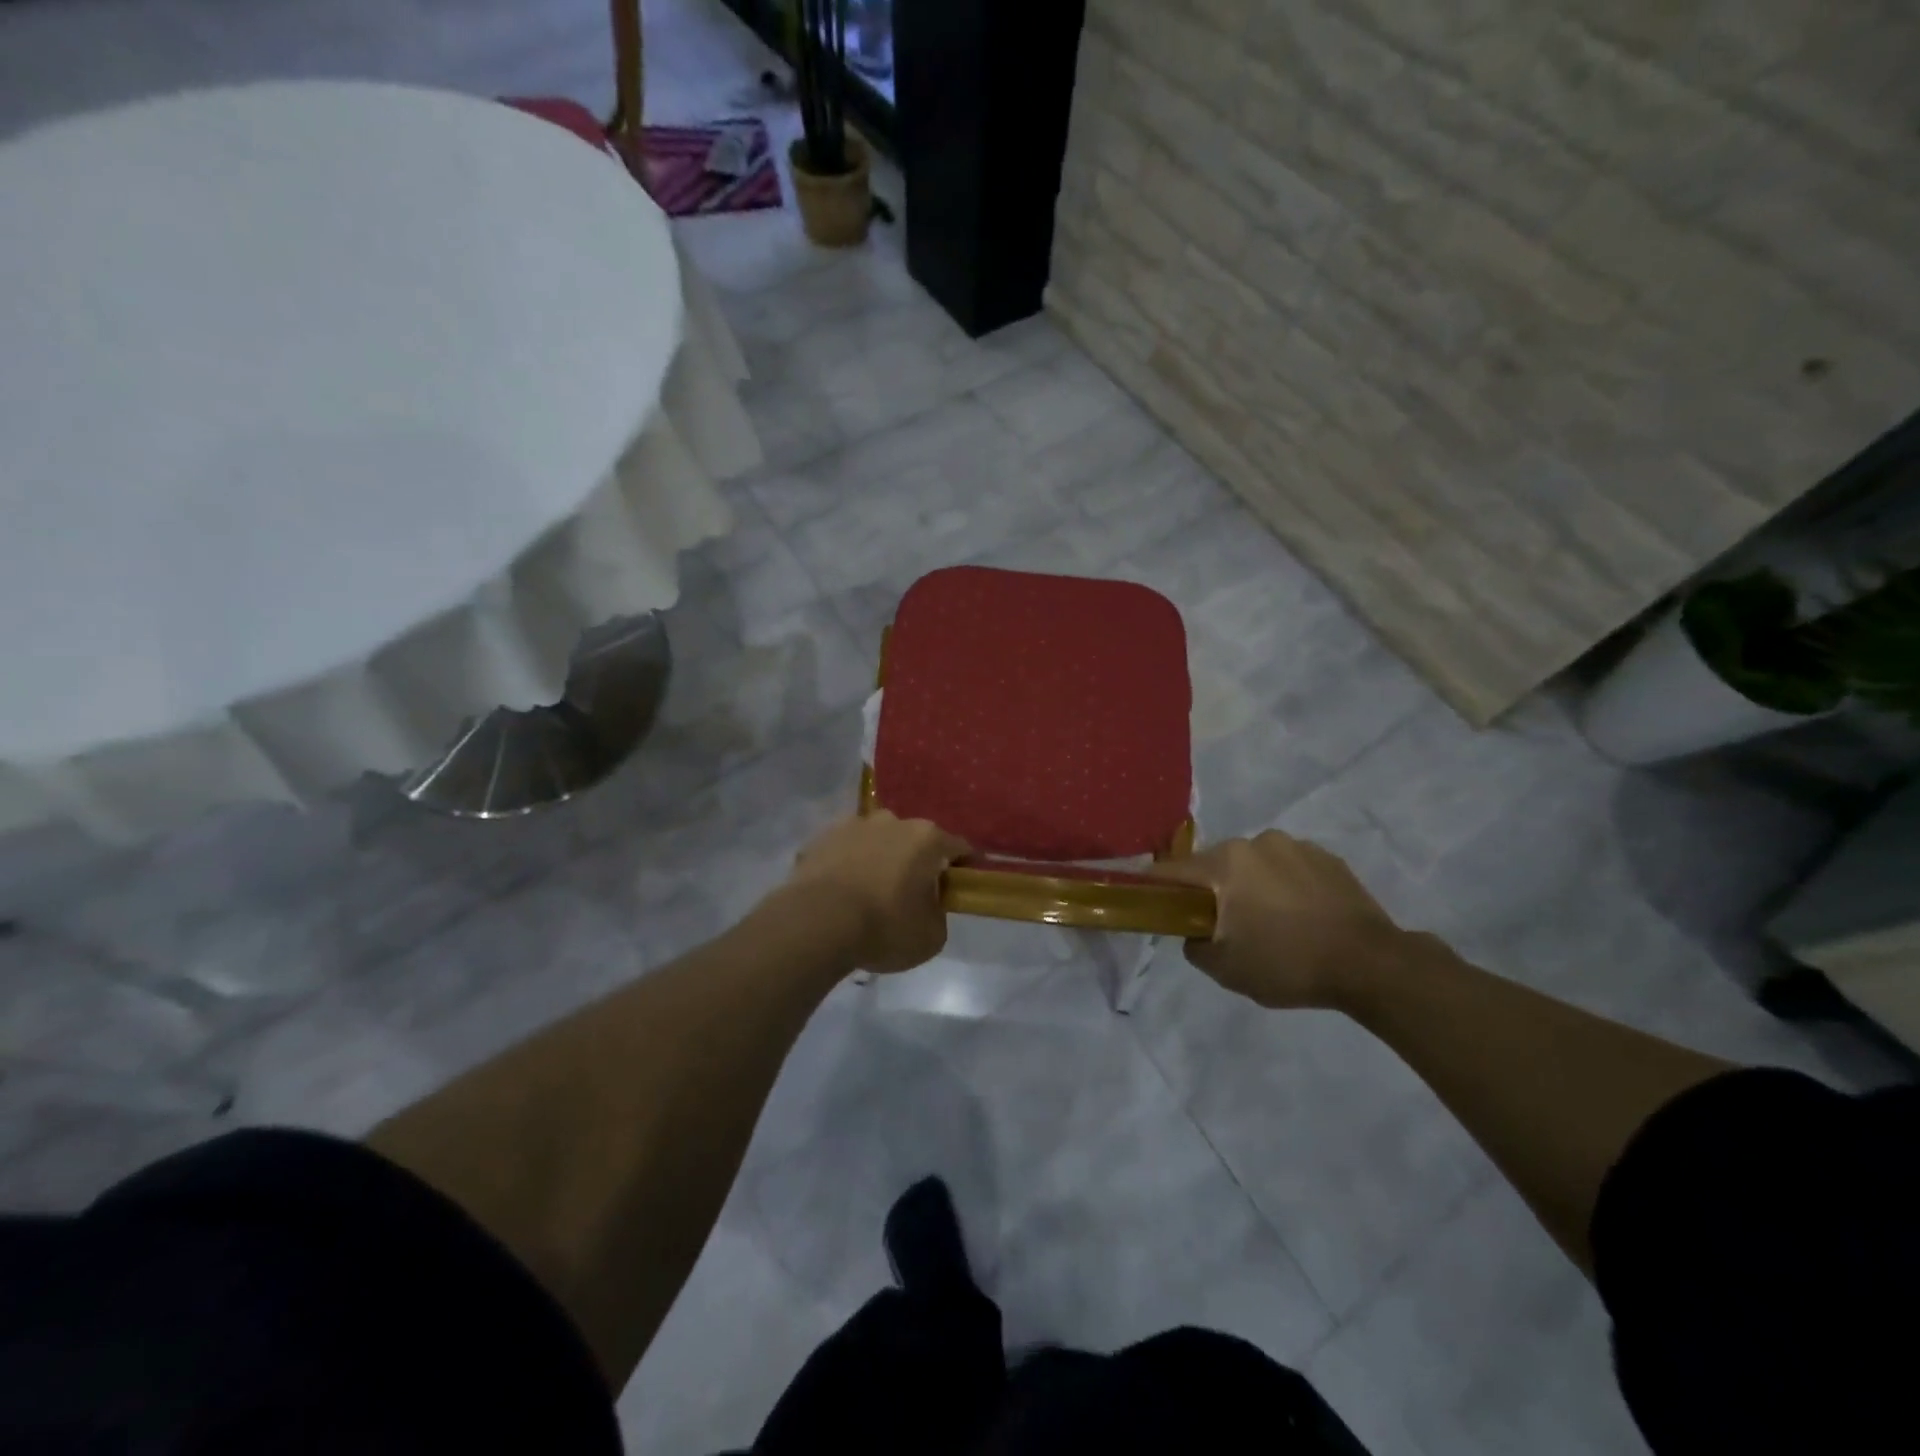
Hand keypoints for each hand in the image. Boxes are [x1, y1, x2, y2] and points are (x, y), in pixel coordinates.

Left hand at [784, 812, 969, 972]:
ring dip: (878, 860)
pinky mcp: (820, 838)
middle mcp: (892, 821)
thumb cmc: (884, 927)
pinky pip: (843, 852)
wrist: (816, 924)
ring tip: (869, 894)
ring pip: (875, 841)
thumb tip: (928, 906)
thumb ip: (938, 914)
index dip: (963, 867)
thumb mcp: (931, 936)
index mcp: (926, 838)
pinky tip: (840, 894)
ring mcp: (852, 825)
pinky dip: (846, 866)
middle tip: (911, 894)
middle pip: (913, 840)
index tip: (960, 886)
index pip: (958, 847)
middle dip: (916, 862)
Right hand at [1155, 831, 1405, 1009]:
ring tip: (1272, 923)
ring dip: (1252, 886)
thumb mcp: (1226, 969)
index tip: (1158, 907)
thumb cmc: (1288, 963)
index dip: (1159, 888)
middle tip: (1225, 927)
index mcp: (1225, 862)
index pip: (1173, 870)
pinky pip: (1288, 868)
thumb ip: (1194, 945)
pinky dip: (1285, 886)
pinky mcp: (1328, 857)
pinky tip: (1301, 917)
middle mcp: (1256, 842)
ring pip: (1254, 864)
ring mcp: (1295, 845)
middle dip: (1213, 890)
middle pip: (1215, 865)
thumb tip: (1193, 930)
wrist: (1372, 965)